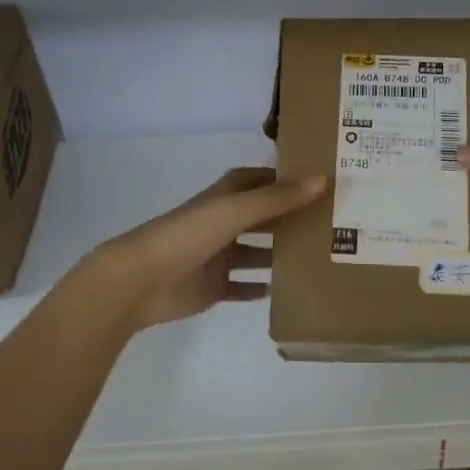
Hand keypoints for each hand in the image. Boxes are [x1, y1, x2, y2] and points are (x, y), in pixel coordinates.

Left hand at [87, 168, 325, 332]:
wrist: (138, 282)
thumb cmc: (187, 236)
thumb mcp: (234, 211)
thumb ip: (277, 199)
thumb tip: (322, 179)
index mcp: (225, 197)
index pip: (261, 180)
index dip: (286, 178)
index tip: (321, 180)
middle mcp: (223, 222)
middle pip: (262, 216)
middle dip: (290, 218)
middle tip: (331, 223)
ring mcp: (218, 256)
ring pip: (256, 252)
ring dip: (279, 254)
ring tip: (318, 258)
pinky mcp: (213, 287)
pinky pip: (242, 286)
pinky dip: (260, 288)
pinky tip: (285, 291)